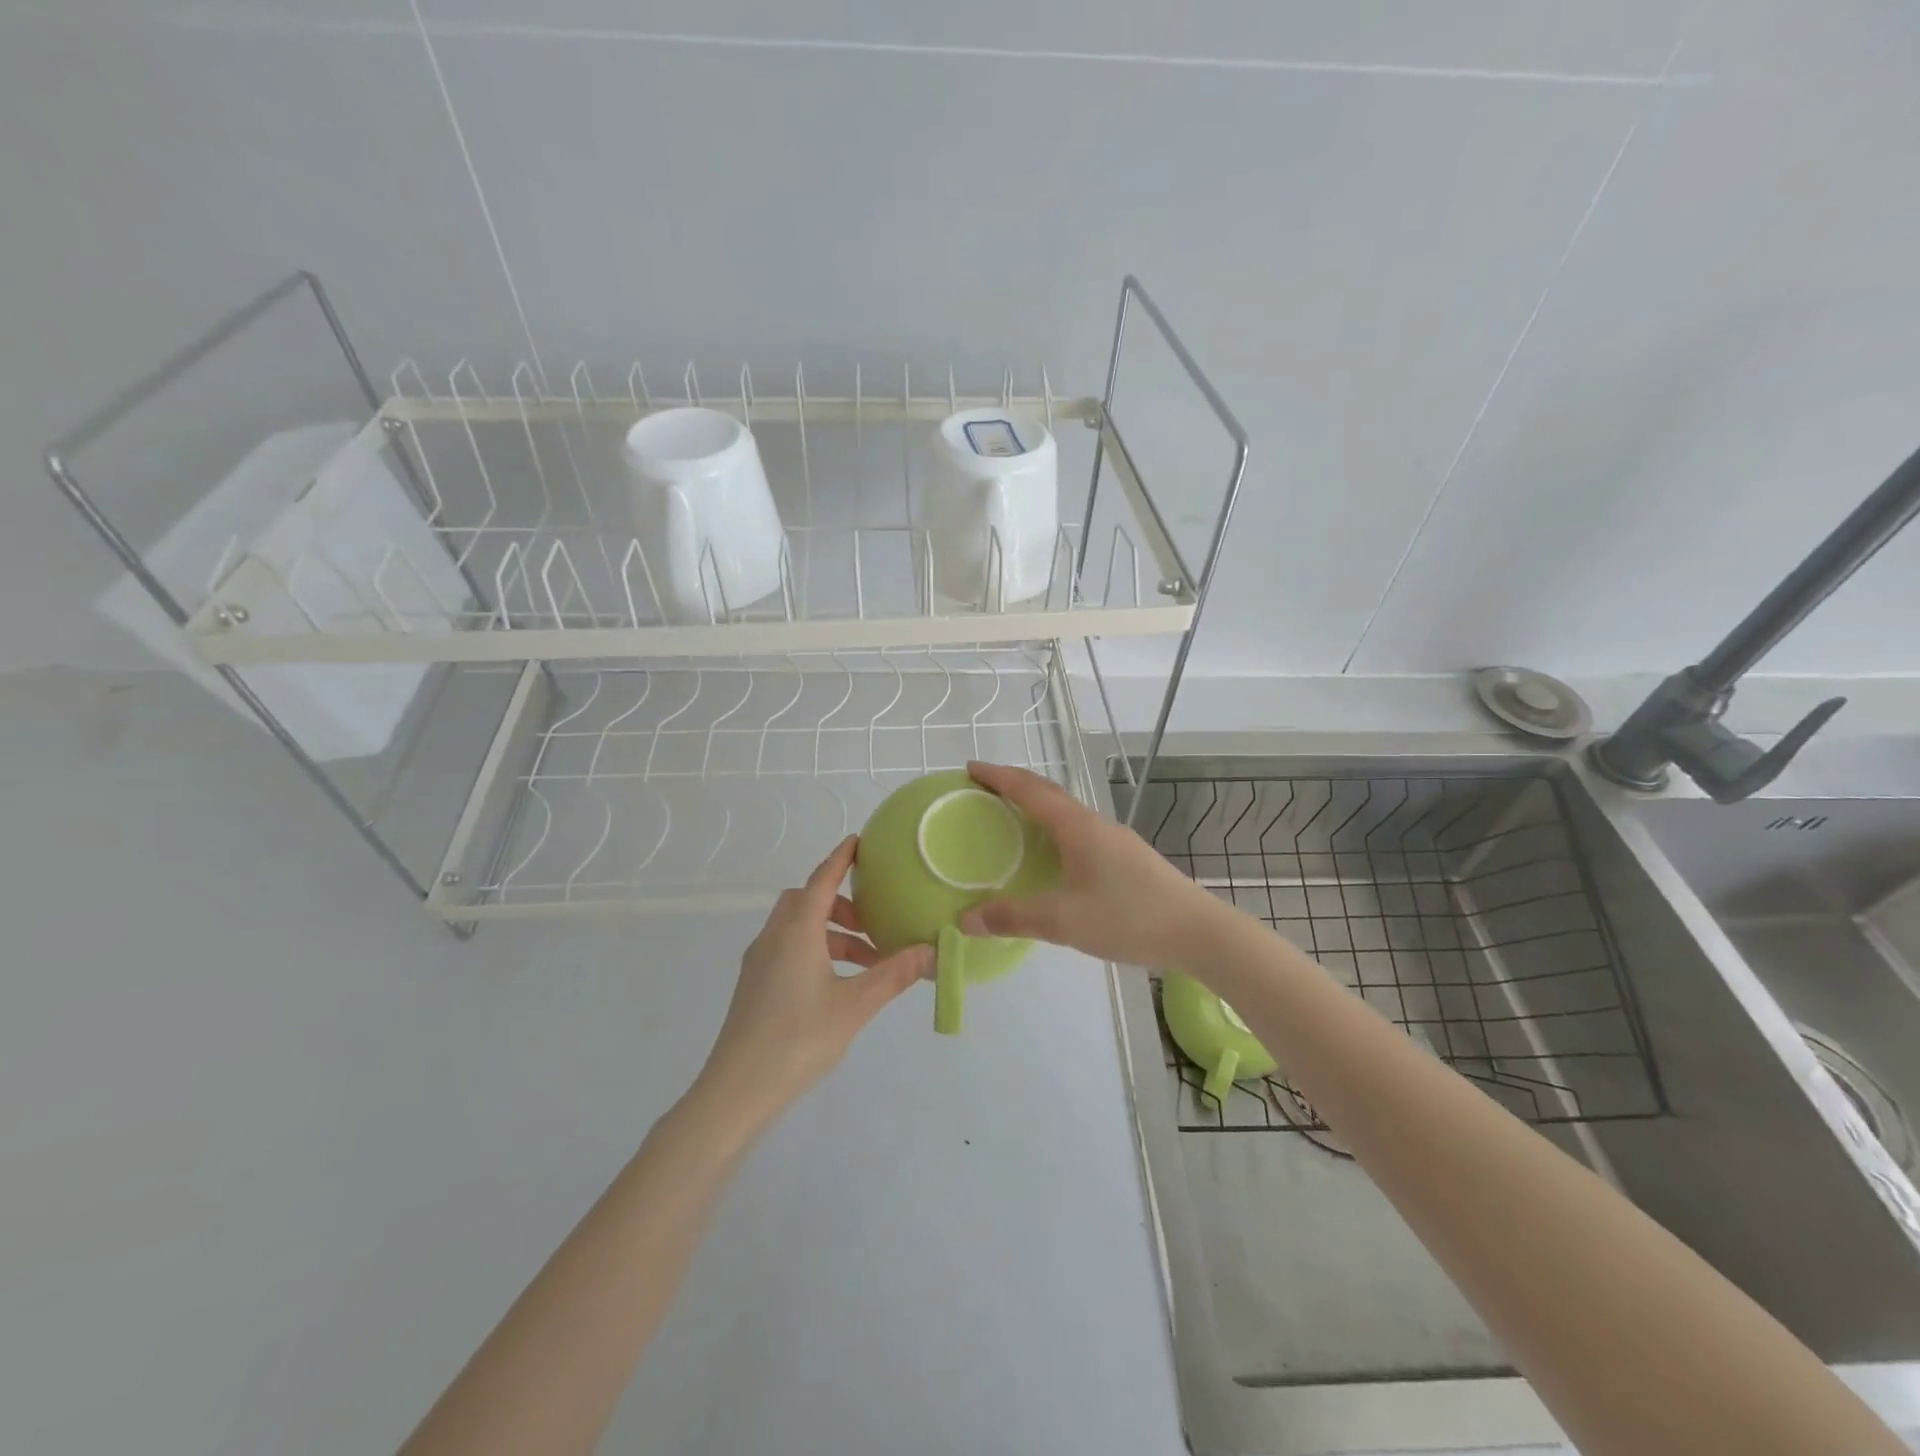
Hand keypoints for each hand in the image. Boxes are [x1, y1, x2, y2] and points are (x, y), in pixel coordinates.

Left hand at [693, 836, 930, 1133]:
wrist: (737, 1090)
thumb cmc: (798, 1039)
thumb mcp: (855, 1006)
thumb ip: (894, 974)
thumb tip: (931, 950)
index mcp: (796, 932)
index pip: (821, 880)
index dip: (840, 859)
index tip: (857, 841)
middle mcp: (774, 937)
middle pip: (806, 901)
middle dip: (839, 902)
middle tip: (872, 920)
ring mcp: (759, 962)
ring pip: (797, 927)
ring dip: (831, 932)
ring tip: (868, 960)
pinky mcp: (754, 985)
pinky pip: (788, 948)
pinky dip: (816, 949)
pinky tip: (838, 982)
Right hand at [959, 761, 1219, 969]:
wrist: (1198, 931)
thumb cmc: (1129, 917)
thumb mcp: (1065, 921)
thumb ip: (1013, 917)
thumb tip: (964, 920)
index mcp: (1078, 827)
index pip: (1030, 790)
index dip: (998, 776)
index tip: (970, 767)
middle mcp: (1095, 824)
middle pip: (1048, 793)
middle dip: (1014, 786)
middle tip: (983, 789)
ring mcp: (1114, 839)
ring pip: (1066, 813)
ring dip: (1036, 807)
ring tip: (1010, 818)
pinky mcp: (1126, 858)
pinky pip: (1079, 831)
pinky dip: (1053, 830)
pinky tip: (1051, 856)